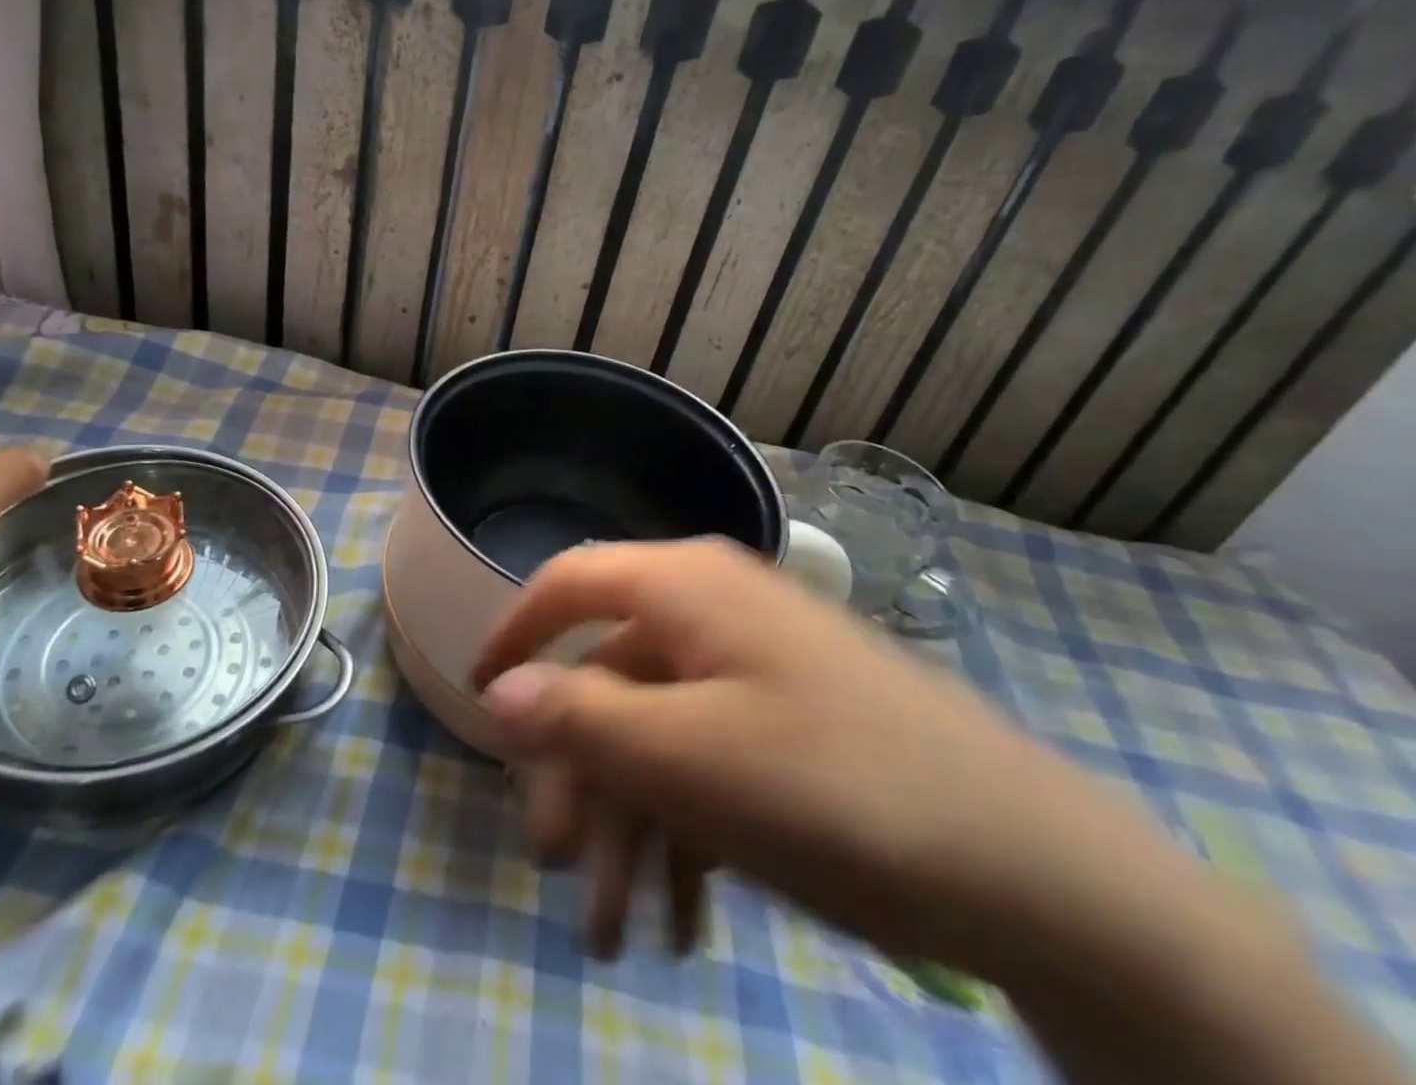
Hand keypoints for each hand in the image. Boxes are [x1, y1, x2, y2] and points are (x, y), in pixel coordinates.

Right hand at [469, 539, 1208, 979]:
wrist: (1039, 870)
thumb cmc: (837, 789)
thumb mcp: (687, 758)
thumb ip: (579, 717)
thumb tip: (495, 693)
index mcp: (685, 587)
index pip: (568, 583)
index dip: (513, 633)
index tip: (477, 700)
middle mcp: (714, 610)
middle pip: (609, 678)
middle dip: (575, 774)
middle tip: (553, 869)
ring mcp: (757, 668)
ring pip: (657, 732)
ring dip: (627, 824)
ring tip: (617, 933)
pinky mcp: (791, 723)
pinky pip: (709, 760)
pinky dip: (684, 832)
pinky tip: (684, 922)